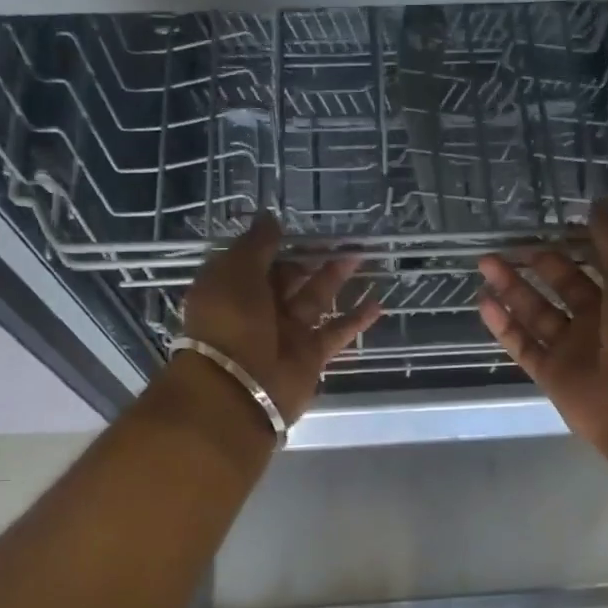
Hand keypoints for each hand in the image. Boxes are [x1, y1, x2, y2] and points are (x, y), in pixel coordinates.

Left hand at [181, 214, 382, 423]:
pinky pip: (336, 332)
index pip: (257, 260)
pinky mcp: (310, 355)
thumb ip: (257, 244)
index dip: (278, 243)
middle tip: (342, 237)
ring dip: (336, 278)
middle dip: (312, 258)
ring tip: (361, 255)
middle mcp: (258, 310)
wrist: (238, 389)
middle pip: (289, 278)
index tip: (303, 226)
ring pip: (315, 299)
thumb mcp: (234, 272)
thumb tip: (271, 218)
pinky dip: (356, 319)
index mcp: (232, 288)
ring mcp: (286, 333)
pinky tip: (378, 302)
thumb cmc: (230, 322)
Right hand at [477, 200, 607, 462]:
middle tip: (506, 244)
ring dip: (510, 288)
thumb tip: (596, 204)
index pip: (596, 263)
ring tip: (484, 263)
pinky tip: (483, 302)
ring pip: (536, 313)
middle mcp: (599, 321)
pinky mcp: (551, 374)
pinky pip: (523, 345)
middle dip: (535, 263)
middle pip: (561, 286)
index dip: (575, 244)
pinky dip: (503, 325)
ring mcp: (573, 349)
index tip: (549, 224)